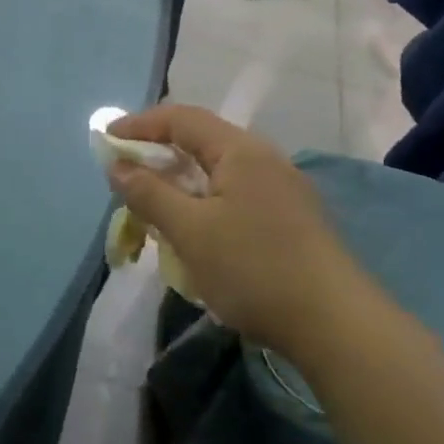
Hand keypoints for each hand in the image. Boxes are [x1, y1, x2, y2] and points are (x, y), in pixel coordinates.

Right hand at [107, 105, 354, 355]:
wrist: (336, 325)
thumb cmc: (254, 269)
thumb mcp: (190, 231)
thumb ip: (149, 193)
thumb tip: (117, 165)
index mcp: (240, 150)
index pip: (181, 118)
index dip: (140, 124)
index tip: (107, 139)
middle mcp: (264, 158)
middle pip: (201, 141)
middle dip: (158, 154)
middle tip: (125, 175)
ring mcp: (282, 188)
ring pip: (218, 171)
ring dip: (181, 182)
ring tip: (153, 206)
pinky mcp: (291, 217)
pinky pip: (235, 194)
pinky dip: (204, 202)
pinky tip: (195, 231)